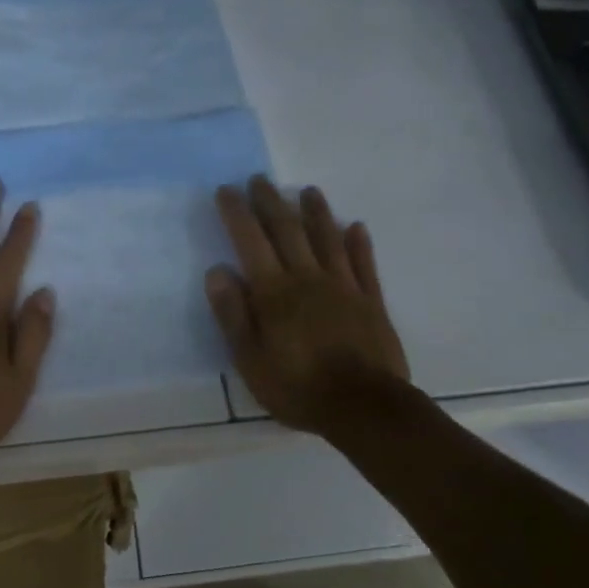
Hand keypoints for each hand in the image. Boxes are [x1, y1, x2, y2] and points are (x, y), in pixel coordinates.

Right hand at [205, 176, 409, 435]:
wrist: (365, 407)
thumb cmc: (299, 387)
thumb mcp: (250, 360)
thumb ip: (233, 314)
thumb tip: (217, 271)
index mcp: (275, 292)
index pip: (251, 242)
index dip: (237, 213)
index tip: (227, 190)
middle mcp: (308, 278)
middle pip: (288, 230)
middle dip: (271, 202)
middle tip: (259, 179)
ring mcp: (344, 287)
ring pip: (328, 239)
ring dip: (316, 212)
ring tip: (308, 191)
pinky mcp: (371, 301)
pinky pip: (364, 264)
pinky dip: (359, 243)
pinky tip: (355, 227)